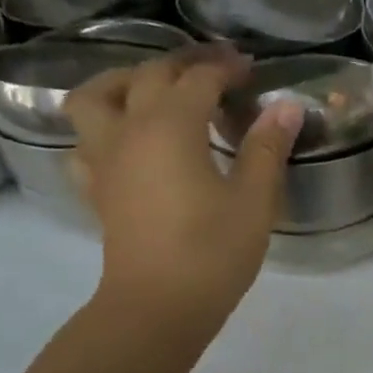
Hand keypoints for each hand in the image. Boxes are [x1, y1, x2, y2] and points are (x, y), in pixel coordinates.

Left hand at [64, 48, 303, 335]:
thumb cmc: (212, 251)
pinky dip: (103, 127)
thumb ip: (267, 148)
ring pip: (96, 97)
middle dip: (184, 65)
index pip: (198, 78)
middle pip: (148, 76)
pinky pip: (86, 141)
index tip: (251, 69)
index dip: (226, 68)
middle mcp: (129, 130)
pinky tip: (127, 141)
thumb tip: (286, 106)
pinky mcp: (97, 188)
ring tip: (154, 90)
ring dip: (125, 81)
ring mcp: (104, 159)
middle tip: (216, 71)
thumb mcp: (254, 200)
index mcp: (170, 127)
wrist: (158, 306)